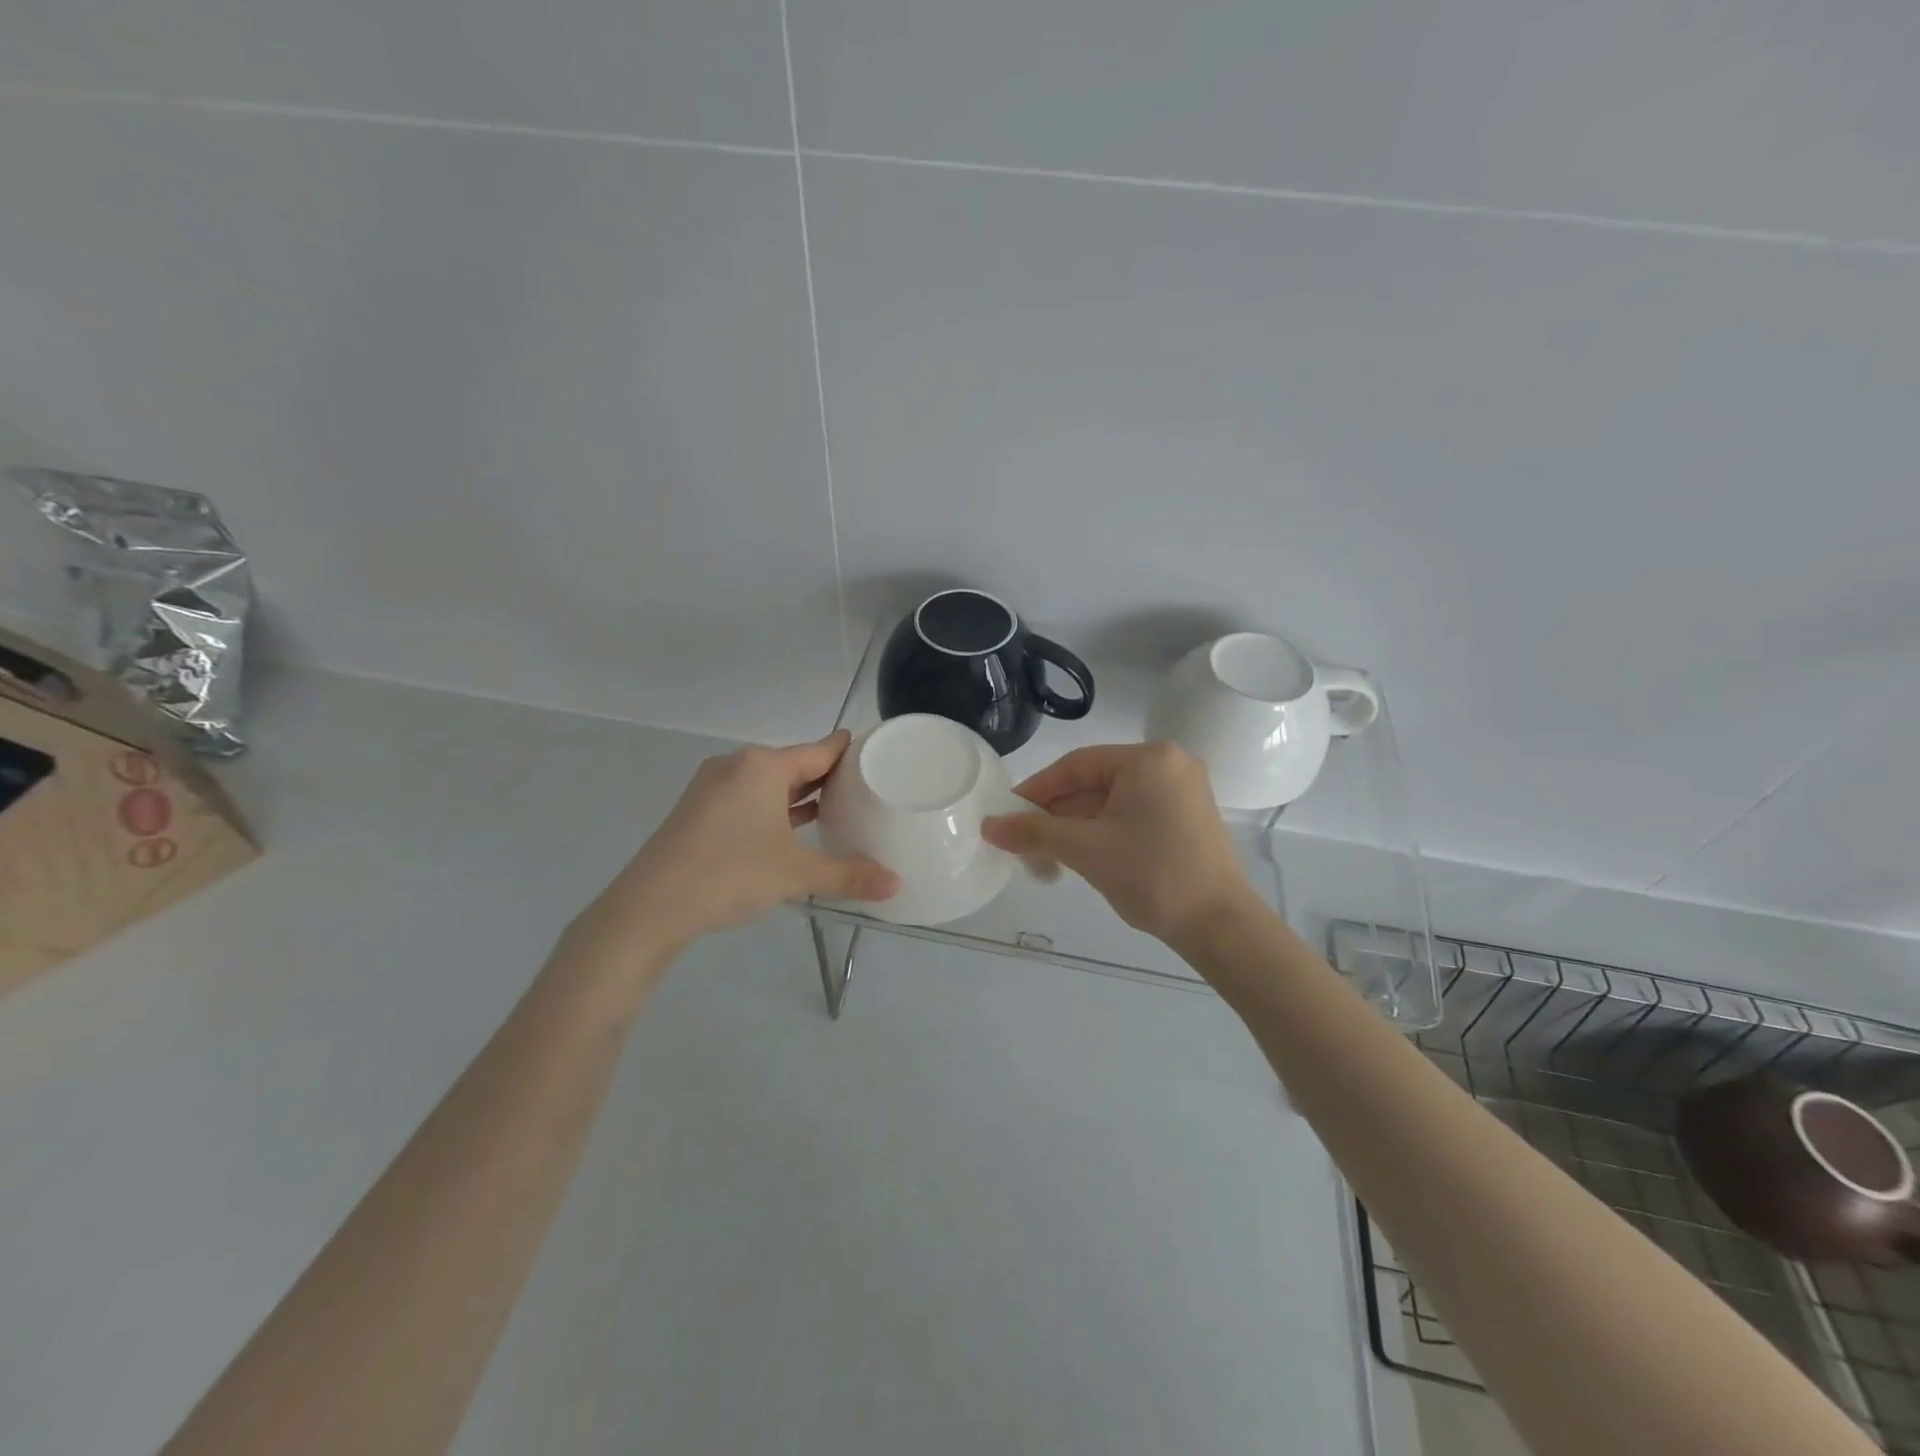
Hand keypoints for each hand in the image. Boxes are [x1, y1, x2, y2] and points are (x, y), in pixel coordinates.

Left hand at [567, 731, 898, 966]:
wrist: (650, 906)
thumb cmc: (730, 874)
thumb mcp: (796, 874)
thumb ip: (848, 875)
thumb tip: (896, 884)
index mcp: (763, 766)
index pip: (819, 750)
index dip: (848, 751)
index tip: (874, 752)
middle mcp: (737, 766)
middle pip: (794, 764)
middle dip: (826, 776)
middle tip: (865, 786)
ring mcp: (713, 787)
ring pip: (768, 783)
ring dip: (798, 795)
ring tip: (836, 806)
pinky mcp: (698, 810)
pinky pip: (748, 798)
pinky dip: (773, 808)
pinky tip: (790, 827)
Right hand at [982, 742, 1253, 943]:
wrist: (1220, 926)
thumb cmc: (1151, 875)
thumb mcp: (1086, 849)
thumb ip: (1034, 831)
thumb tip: (989, 826)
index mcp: (1149, 759)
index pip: (1077, 765)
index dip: (1037, 789)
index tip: (1008, 813)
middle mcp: (1170, 764)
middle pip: (1096, 781)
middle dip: (1058, 811)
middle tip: (1024, 839)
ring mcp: (1184, 791)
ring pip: (1114, 799)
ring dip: (1079, 824)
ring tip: (1048, 853)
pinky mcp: (1189, 817)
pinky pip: (1135, 812)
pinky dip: (1106, 829)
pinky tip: (1083, 853)